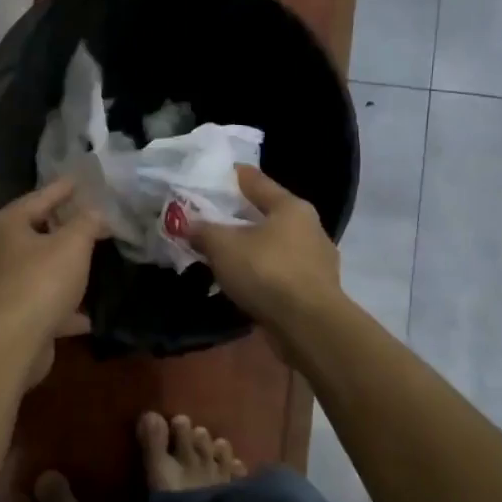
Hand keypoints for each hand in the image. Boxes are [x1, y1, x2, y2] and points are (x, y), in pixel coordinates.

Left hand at [0, 177, 107, 389]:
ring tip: (87, 265)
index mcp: (2, 226)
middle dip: (60, 229)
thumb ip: (87, 222)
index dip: (62, 189)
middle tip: (86, 221)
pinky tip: (86, 316)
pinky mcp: (6, 318)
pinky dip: (61, 307)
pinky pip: (39, 304)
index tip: (80, 181)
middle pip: (32, 234)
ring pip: (35, 271)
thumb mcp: (73, 243)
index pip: (37, 199)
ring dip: (60, 270)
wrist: (14, 342)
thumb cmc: (41, 280)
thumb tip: (97, 212)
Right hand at [191, 166, 340, 329]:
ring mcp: (316, 260)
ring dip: (252, 248)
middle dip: (240, 216)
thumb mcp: (224, 247)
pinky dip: (262, 273)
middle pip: (268, 213)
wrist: (309, 326)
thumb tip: (185, 223)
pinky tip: (244, 283)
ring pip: (275, 245)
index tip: (213, 175)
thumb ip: (203, 230)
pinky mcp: (315, 290)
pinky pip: (280, 273)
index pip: (256, 180)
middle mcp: (309, 227)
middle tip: (211, 218)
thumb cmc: (267, 272)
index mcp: (291, 207)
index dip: (232, 176)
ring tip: (224, 254)